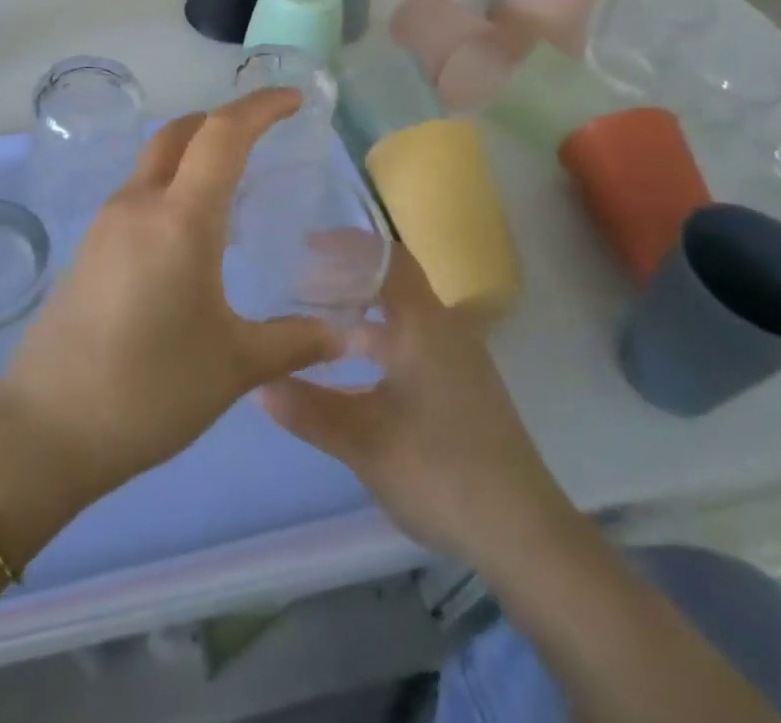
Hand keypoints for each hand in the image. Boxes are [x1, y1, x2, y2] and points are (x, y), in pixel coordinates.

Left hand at [0, 89, 342, 502]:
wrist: (48, 427)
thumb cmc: (151, 390)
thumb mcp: (235, 367)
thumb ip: (294, 341)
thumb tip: (346, 334)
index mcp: (181, 218)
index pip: (223, 134)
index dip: (260, 107)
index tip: (293, 99)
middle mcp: (140, 204)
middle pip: (181, 132)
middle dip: (224, 119)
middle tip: (265, 134)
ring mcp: (107, 222)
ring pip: (155, 160)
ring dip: (194, 153)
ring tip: (234, 184)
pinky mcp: (90, 246)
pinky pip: (139, 193)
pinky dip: (172, 185)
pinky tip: (191, 230)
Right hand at [258, 243, 577, 566]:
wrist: (524, 535)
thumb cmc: (439, 470)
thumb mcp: (362, 441)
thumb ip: (307, 408)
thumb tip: (256, 383)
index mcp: (424, 325)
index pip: (387, 258)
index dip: (348, 244)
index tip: (308, 244)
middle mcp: (445, 331)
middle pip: (393, 286)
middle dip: (346, 281)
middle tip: (300, 287)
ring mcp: (459, 363)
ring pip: (402, 321)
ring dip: (361, 319)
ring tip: (317, 329)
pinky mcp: (464, 392)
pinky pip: (414, 348)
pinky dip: (379, 347)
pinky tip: (352, 377)